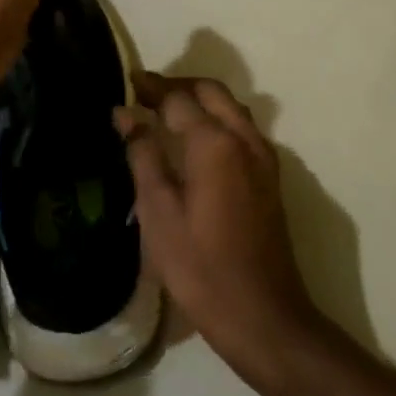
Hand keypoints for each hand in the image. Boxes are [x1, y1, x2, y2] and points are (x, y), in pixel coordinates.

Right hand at [115, 73, 323, 388]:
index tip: (128, 81)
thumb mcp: (158, 212)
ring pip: (232, 108)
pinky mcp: (270, 179)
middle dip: (179, 84)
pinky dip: (217, 119)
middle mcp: (245, 139)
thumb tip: (125, 115)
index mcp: (215, 143)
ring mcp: (264, 158)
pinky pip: (242, 129)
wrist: (262, 314)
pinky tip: (197, 141)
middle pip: (212, 92)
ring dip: (201, 99)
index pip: (178, 98)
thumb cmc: (200, 266)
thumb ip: (143, 155)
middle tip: (146, 91)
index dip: (151, 87)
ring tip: (167, 110)